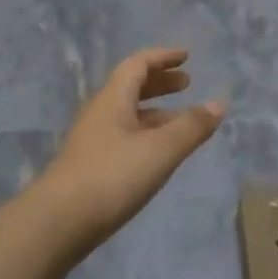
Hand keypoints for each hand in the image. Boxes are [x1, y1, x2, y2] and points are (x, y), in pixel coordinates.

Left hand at [35, 48, 224, 257]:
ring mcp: (93, 141)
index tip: (186, 56)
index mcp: (113, 99)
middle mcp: (100, 113)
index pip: (137, 64)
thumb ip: (191, 127)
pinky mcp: (92, 165)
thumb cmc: (112, 177)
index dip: (162, 57)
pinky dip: (147, 134)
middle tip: (187, 84)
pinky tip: (160, 153)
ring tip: (183, 121)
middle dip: (160, 83)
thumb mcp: (161, 150)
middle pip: (131, 87)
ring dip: (156, 111)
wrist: (59, 222)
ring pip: (128, 115)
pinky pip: (124, 137)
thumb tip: (218, 104)